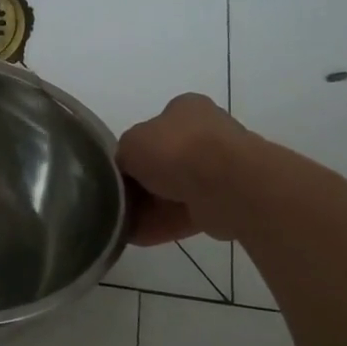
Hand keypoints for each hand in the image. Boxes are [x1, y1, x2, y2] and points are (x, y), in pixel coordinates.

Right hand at [117, 93, 249, 243]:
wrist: (225, 185)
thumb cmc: (175, 150)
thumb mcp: (131, 144)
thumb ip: (124, 154)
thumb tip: (128, 170)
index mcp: (187, 109)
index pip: (154, 128)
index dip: (134, 151)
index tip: (120, 172)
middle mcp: (207, 133)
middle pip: (165, 161)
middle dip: (143, 183)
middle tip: (120, 200)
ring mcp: (220, 168)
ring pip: (176, 190)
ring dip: (151, 207)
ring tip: (123, 224)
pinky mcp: (226, 200)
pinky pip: (187, 212)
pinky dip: (164, 224)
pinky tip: (139, 236)